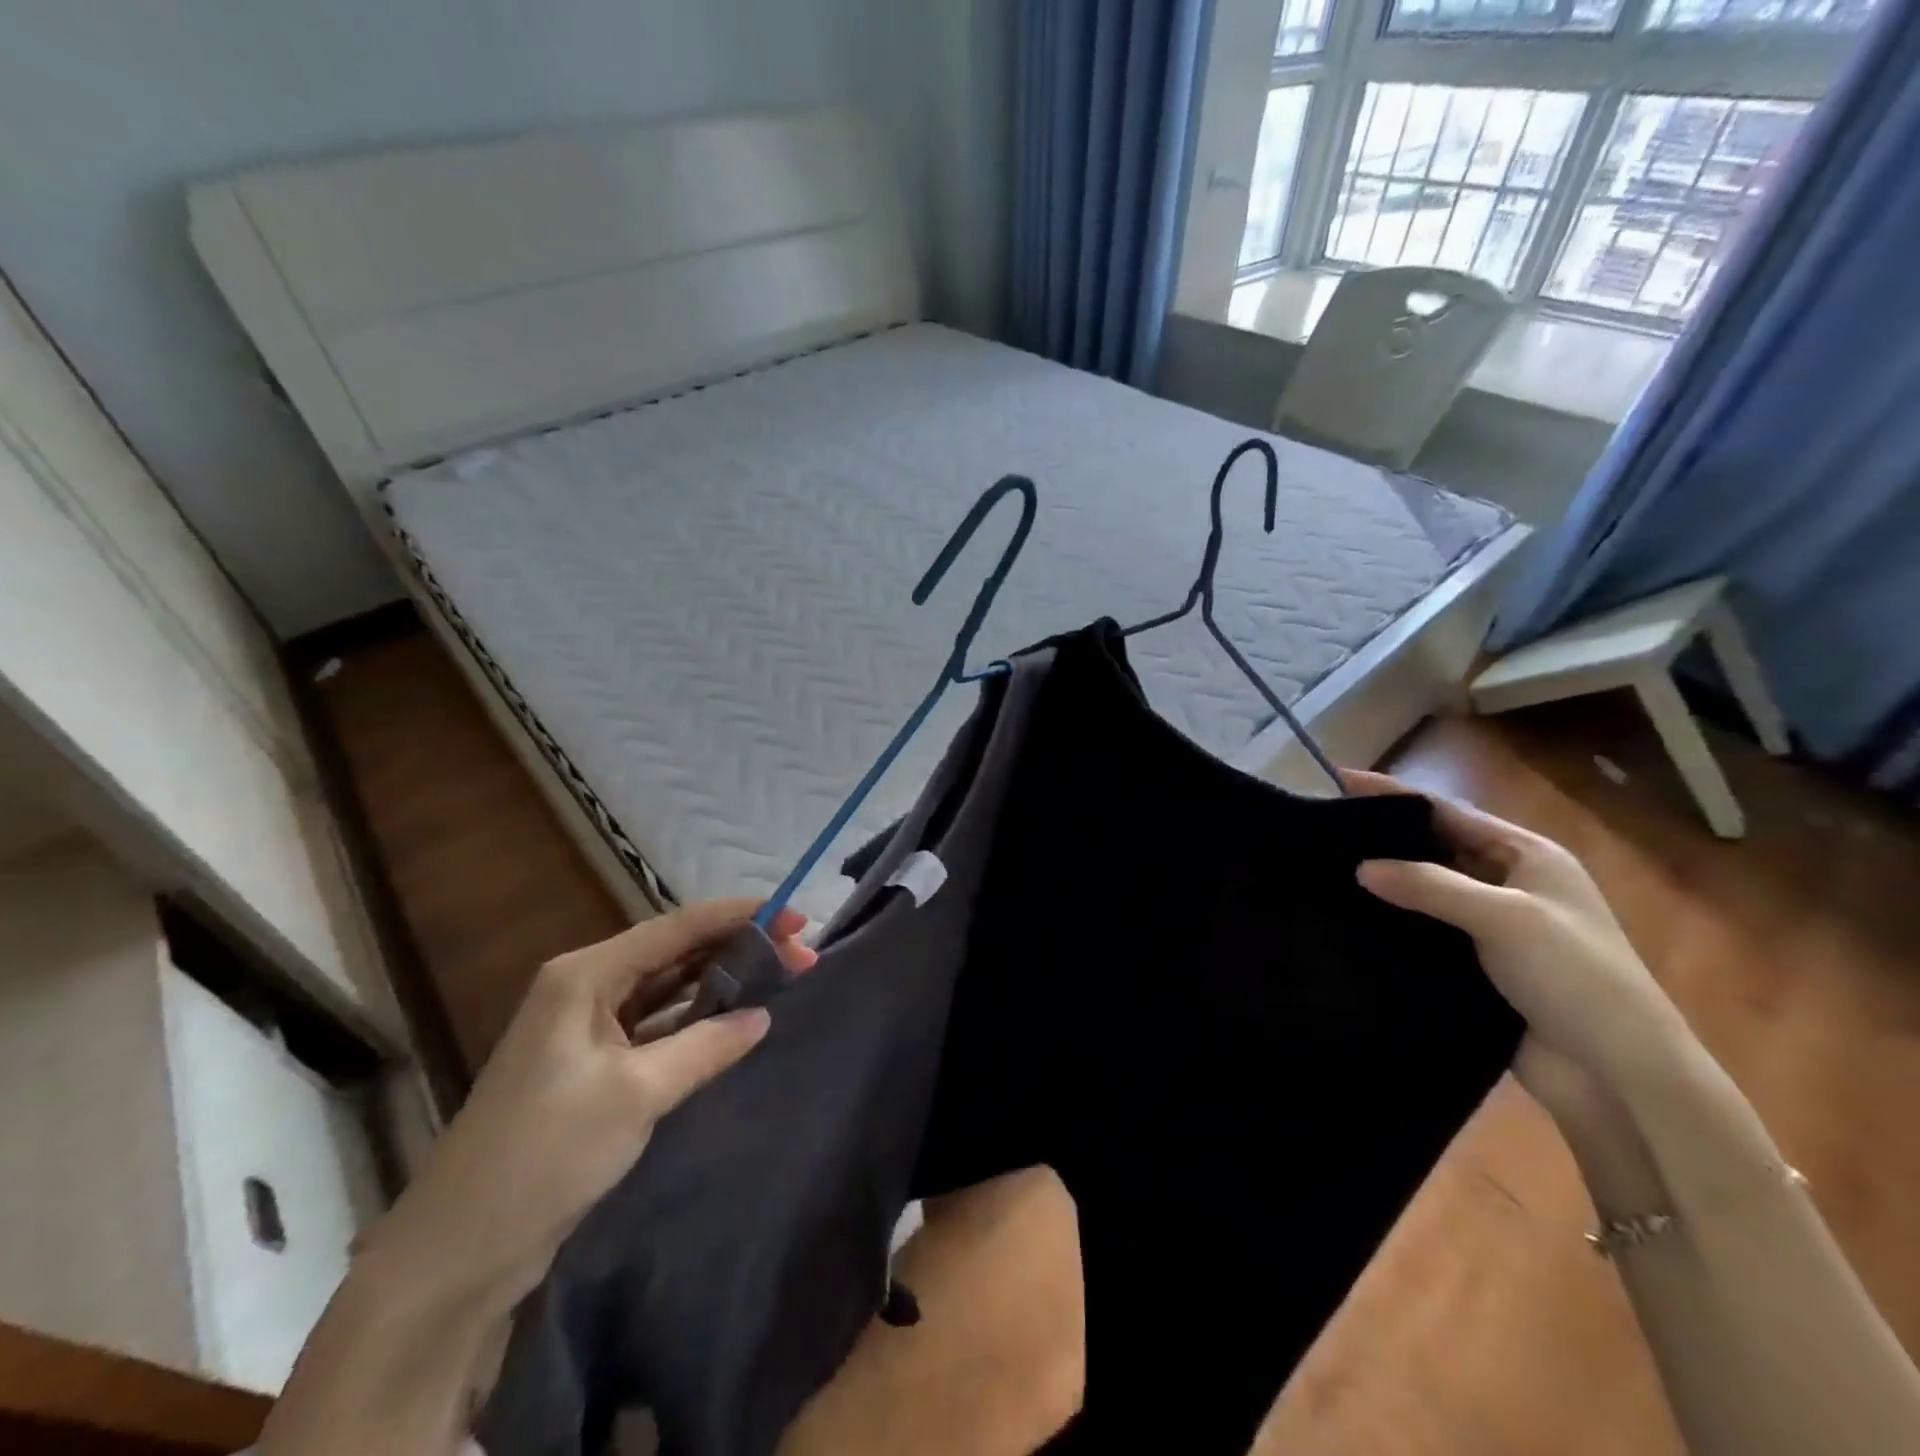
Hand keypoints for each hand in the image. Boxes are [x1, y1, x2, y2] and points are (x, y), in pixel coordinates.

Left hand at [359, 899, 816, 1312]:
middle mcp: (585, 988)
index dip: (739, 916)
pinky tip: (733, 1018)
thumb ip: (706, 1045)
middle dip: (737, 948)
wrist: (458, 1252)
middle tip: (800, 952)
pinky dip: (695, 1020)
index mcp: (585, 975)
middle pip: (675, 954)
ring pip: (667, 989)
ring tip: (778, 976)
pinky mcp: (592, 1066)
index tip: (795, 917)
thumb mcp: (636, 1094)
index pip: (676, 928)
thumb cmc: (545, 1154)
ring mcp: (587, 1028)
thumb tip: (763, 1015)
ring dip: (720, 982)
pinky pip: (656, 1026)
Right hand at [1345, 769, 1687, 1118]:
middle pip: (1435, 848)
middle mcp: (1508, 884)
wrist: (1618, 1076)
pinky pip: (1424, 931)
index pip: (1448, 812)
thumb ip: (1430, 886)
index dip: (1394, 794)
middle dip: (1384, 838)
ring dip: (1385, 883)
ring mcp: (1492, 927)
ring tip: (1324, 871)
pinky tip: (1351, 920)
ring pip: (1425, 891)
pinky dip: (1392, 923)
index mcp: (1528, 856)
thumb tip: (1362, 867)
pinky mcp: (1475, 965)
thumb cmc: (1574, 977)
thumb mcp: (1504, 918)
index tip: (1339, 779)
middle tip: (1323, 830)